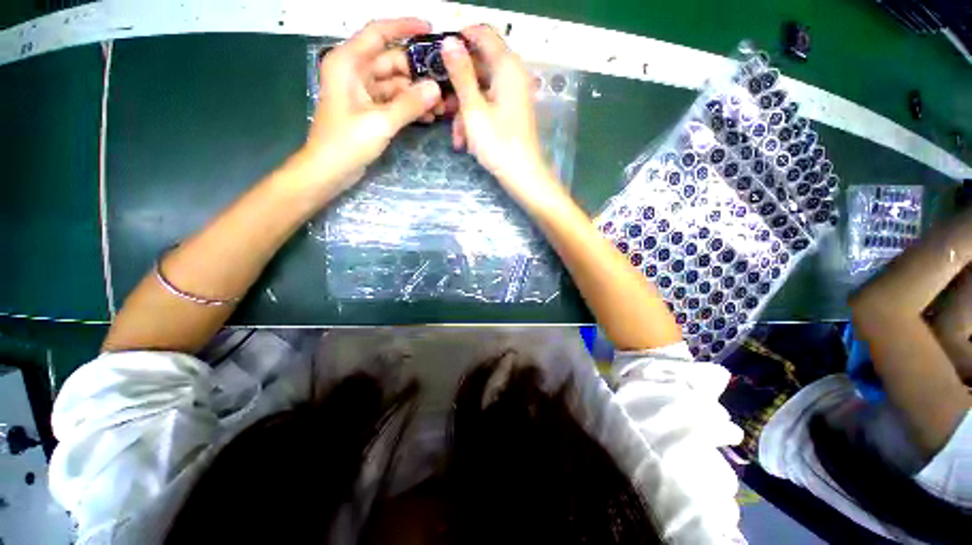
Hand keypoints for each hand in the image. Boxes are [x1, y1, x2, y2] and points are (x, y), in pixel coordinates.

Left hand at [300, 18, 444, 193]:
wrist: (329, 170)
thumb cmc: (347, 142)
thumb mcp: (381, 122)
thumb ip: (410, 105)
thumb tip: (436, 89)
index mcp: (348, 62)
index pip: (378, 33)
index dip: (404, 27)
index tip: (430, 29)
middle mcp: (355, 72)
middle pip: (392, 62)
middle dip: (419, 74)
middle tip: (445, 85)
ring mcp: (363, 92)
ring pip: (396, 84)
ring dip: (417, 94)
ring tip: (442, 106)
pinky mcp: (369, 110)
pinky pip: (394, 101)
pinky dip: (409, 107)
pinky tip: (429, 116)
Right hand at [442, 26, 551, 192]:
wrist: (522, 176)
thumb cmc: (498, 144)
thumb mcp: (474, 109)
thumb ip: (461, 74)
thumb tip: (449, 41)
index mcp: (507, 67)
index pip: (482, 34)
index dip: (459, 40)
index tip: (438, 56)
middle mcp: (512, 77)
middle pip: (479, 67)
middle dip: (458, 88)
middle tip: (441, 106)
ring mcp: (512, 96)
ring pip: (480, 92)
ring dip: (464, 112)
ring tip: (458, 137)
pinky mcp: (511, 113)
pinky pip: (488, 107)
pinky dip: (475, 121)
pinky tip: (467, 142)